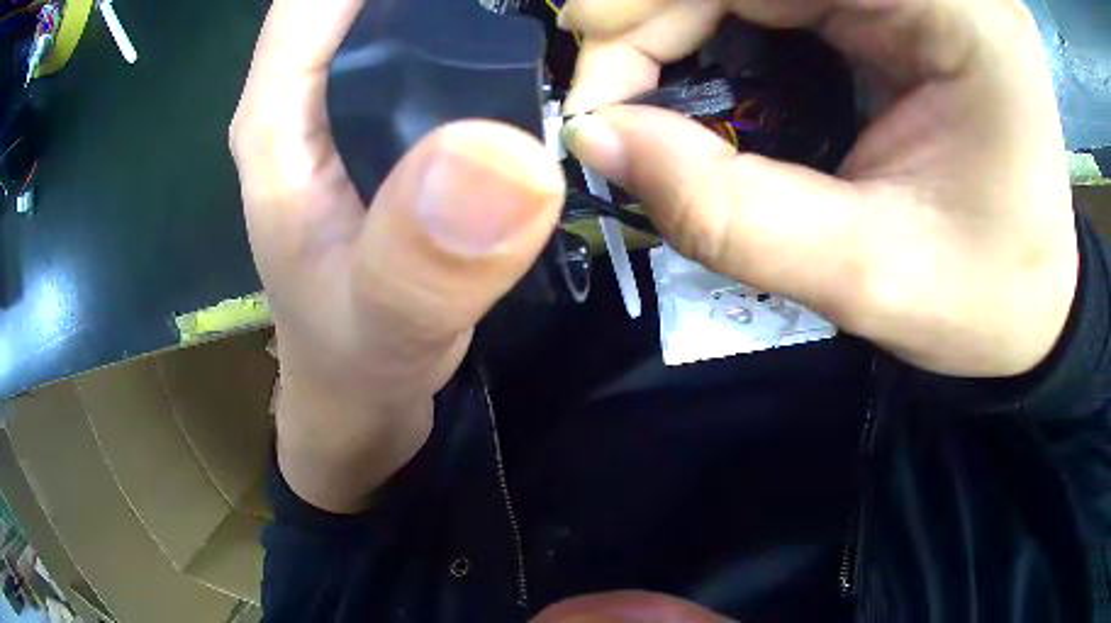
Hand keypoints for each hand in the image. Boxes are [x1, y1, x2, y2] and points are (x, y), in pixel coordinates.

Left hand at [230, 0, 564, 511]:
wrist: (361, 392)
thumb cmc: (355, 363)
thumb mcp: (385, 328)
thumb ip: (424, 262)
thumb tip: (507, 157)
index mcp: (280, 116)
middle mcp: (311, 94)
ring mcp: (352, 106)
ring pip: (406, 15)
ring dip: (463, 2)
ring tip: (540, 3)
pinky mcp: (391, 128)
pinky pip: (436, 53)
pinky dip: (479, 34)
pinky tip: (529, 46)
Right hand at [560, 0, 1077, 377]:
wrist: (1035, 299)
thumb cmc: (985, 301)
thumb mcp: (868, 278)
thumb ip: (731, 213)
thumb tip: (599, 140)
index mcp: (959, 14)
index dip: (657, 3)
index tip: (598, 87)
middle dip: (658, 10)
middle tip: (607, 91)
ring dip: (679, 13)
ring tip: (636, 82)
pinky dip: (718, 15)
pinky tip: (694, 61)